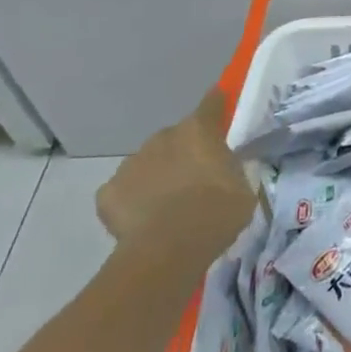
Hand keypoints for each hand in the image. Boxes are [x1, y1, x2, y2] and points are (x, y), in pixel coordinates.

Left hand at [98, 90, 254, 258]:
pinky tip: (145, 220)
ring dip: (158, 174)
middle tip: (197, 176)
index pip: (211, 104)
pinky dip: (134, 200)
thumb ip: (231, 170)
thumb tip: (224, 171)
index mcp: (199, 131)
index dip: (217, 103)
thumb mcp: (243, 187)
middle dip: (184, 150)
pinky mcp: (107, 192)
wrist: (168, 249)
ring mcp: (131, 164)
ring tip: (169, 204)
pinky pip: (125, 190)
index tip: (220, 102)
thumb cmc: (217, 212)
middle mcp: (162, 138)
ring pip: (148, 162)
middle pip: (176, 137)